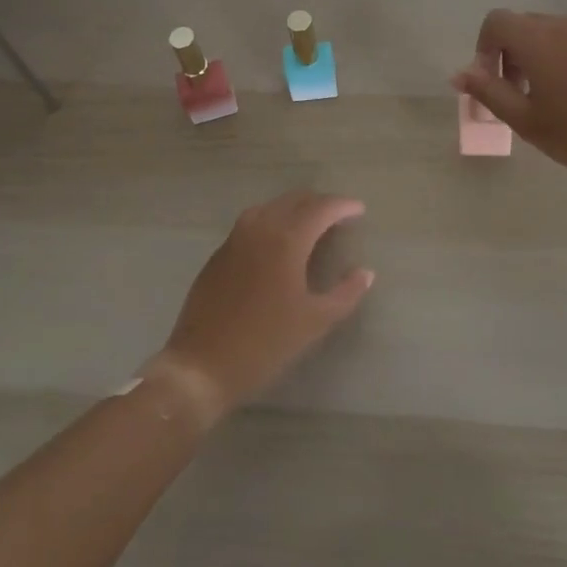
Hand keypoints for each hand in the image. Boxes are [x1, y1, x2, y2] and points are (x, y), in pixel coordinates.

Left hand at [158, 191, 374, 415]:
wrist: (201, 365)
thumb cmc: (264, 344)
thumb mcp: (314, 322)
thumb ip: (345, 294)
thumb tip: (365, 272)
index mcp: (287, 239)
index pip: (321, 208)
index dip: (342, 206)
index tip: (359, 210)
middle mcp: (260, 228)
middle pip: (294, 200)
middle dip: (319, 203)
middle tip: (338, 215)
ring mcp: (236, 238)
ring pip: (271, 207)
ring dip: (294, 208)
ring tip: (311, 223)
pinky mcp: (219, 253)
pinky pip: (252, 222)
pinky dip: (272, 220)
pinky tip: (278, 241)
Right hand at [452, 10, 566, 178]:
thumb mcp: (526, 121)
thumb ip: (488, 92)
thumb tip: (460, 73)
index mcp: (537, 40)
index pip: (496, 21)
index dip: (485, 47)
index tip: (495, 80)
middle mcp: (565, 25)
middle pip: (525, 25)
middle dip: (513, 53)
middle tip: (523, 93)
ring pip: (556, 32)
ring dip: (543, 55)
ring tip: (557, 95)